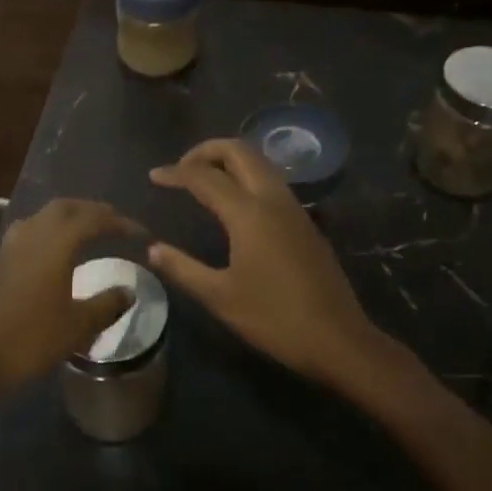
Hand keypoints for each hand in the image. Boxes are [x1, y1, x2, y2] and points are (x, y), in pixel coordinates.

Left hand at [0, 197, 140, 400]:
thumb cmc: (30, 338)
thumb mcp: (78, 326)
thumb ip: (107, 304)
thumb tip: (129, 291)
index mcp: (57, 242)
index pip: (94, 219)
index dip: (120, 223)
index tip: (141, 233)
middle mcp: (33, 232)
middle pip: (67, 206)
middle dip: (94, 211)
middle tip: (115, 224)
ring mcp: (12, 244)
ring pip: (46, 215)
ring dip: (70, 216)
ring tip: (89, 231)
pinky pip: (31, 229)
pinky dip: (51, 230)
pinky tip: (56, 251)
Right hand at [148, 138, 386, 389]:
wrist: (339, 339)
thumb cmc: (275, 319)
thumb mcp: (220, 297)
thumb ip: (183, 268)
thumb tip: (152, 249)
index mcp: (249, 213)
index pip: (204, 176)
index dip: (175, 173)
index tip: (153, 176)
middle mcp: (273, 199)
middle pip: (238, 151)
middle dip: (206, 151)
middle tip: (181, 169)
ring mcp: (293, 208)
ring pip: (259, 162)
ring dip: (228, 159)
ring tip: (203, 179)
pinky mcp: (305, 221)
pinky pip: (271, 180)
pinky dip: (246, 175)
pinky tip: (233, 202)